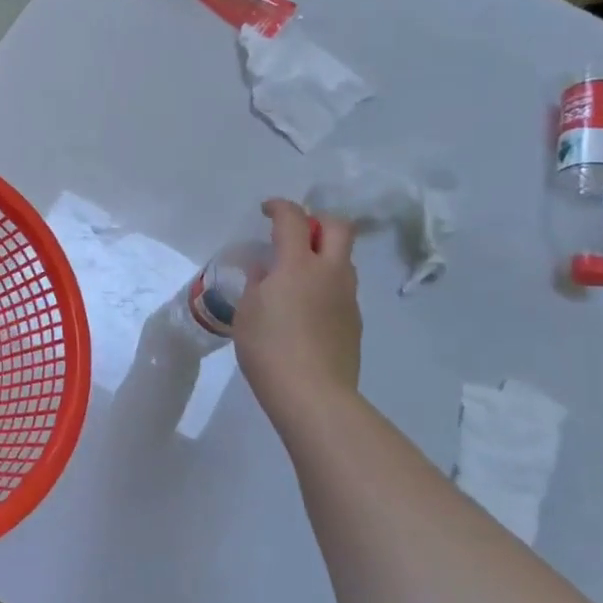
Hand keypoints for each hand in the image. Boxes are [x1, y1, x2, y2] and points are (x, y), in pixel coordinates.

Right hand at [233, 200, 362, 436]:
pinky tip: (304, 307)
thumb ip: (258, 282)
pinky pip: (342, 288)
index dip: (279, 207)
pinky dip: (325, 284)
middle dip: (317, 220)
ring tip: (296, 273)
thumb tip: (266, 270)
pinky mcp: (354, 321)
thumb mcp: (247, 311)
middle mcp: (329, 273)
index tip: (266, 210)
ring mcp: (347, 297)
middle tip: (295, 233)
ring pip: (343, 258)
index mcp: (298, 264)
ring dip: (324, 253)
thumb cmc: (269, 348)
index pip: (293, 219)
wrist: (313, 395)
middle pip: (338, 227)